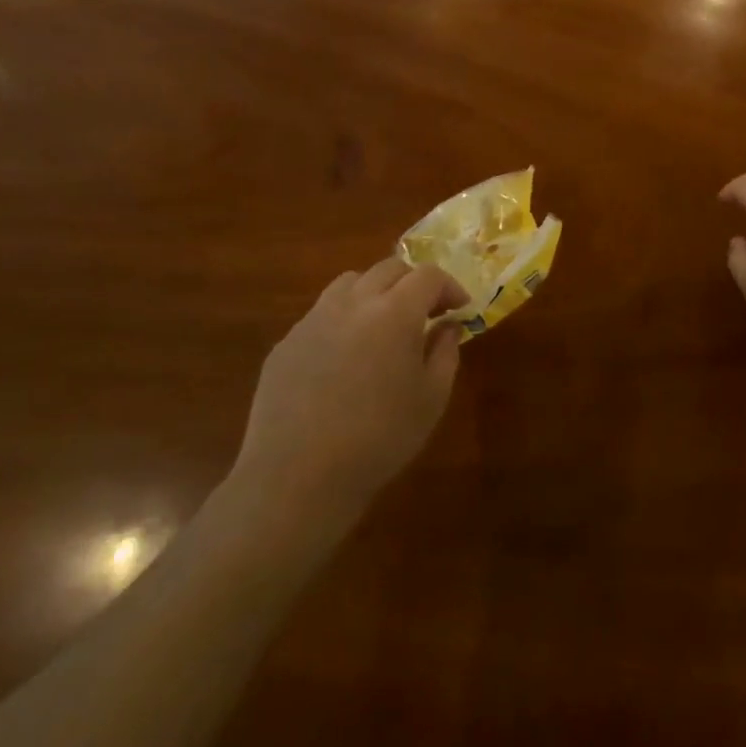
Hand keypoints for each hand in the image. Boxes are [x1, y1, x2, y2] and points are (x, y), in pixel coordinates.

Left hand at [233, 259, 469, 525]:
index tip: (459, 309)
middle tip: (427, 313)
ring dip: (376, 292)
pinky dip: (344, 319)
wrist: (299, 477)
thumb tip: (446, 327)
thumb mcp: (432, 398)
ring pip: (350, 283)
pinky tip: (347, 357)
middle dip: (414, 283)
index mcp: (395, 312)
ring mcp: (313, 320)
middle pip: (389, 268)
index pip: (428, 275)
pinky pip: (322, 313)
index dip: (449, 287)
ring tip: (384, 325)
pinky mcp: (286, 343)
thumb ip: (445, 352)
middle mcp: (353, 304)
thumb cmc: (380, 438)